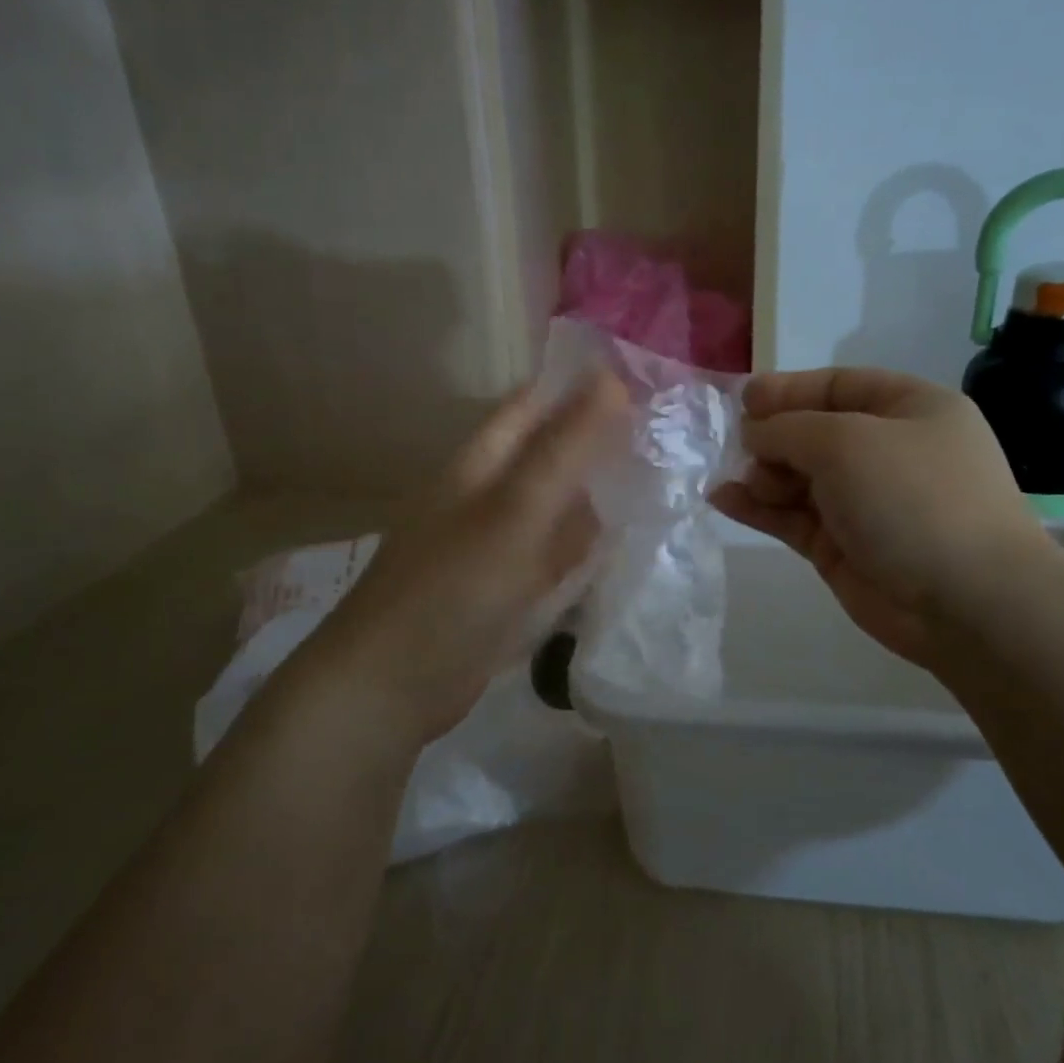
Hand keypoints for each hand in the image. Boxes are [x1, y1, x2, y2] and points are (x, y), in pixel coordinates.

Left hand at [297, 375, 627, 745]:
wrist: (395, 685)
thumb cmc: (454, 589)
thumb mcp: (515, 512)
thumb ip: (563, 450)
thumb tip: (611, 378)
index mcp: (480, 465)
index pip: (535, 406)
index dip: (584, 388)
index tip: (647, 381)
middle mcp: (486, 497)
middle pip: (549, 457)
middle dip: (601, 445)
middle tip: (668, 438)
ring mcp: (494, 545)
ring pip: (554, 508)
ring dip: (596, 498)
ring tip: (660, 487)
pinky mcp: (502, 590)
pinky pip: (551, 556)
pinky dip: (581, 549)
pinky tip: (619, 551)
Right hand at [710, 368, 1043, 666]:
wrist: (967, 601)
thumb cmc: (912, 498)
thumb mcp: (846, 442)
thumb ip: (788, 429)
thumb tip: (753, 433)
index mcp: (909, 409)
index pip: (838, 386)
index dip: (788, 390)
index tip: (741, 400)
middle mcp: (888, 452)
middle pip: (814, 433)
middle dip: (772, 437)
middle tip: (736, 448)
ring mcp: (865, 503)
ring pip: (799, 478)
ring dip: (761, 475)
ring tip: (730, 479)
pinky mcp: (844, 547)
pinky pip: (793, 518)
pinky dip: (759, 509)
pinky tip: (723, 500)